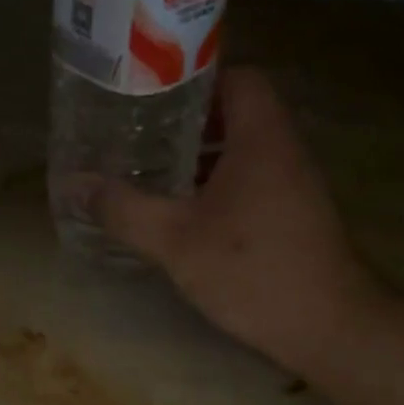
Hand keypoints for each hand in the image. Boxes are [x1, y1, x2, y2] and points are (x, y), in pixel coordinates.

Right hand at [89, 68, 382, 376]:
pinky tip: (185, 212)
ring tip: (153, 168)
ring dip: (202, 154)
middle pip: (237, 112)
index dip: (196, 77)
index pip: (238, 76)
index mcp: (262, 137)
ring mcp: (295, 184)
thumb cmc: (253, 270)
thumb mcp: (175, 240)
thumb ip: (124, 209)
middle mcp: (284, 150)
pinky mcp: (295, 214)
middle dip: (188, 119)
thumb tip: (74, 184)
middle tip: (140, 131)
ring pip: (244, 149)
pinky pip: (252, 179)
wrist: (329, 328)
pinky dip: (219, 183)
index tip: (152, 93)